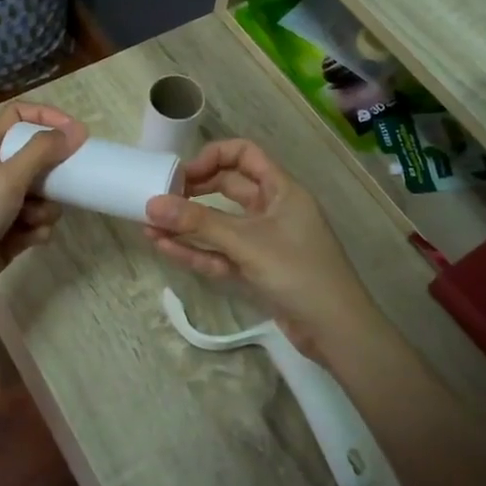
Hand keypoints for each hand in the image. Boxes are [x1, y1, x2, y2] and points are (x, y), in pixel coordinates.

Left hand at [0, 103, 86, 306]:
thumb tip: (76, 130)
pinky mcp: (9, 236)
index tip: (74, 132)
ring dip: (46, 208)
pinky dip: (37, 231)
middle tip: (68, 182)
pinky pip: (36, 225)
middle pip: (37, 159)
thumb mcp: (7, 177)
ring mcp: (2, 207)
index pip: (18, 116)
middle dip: (54, 174)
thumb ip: (42, 152)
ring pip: (42, 196)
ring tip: (32, 220)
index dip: (46, 116)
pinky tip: (29, 240)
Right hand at [144, 139, 379, 362]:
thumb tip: (151, 204)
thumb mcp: (246, 243)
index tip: (182, 175)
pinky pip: (221, 254)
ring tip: (148, 226)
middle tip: (159, 199)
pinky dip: (196, 251)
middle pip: (228, 188)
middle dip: (193, 193)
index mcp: (281, 190)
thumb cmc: (298, 272)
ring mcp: (264, 242)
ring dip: (188, 226)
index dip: (212, 157)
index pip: (244, 154)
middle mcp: (273, 210)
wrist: (336, 331)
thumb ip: (198, 223)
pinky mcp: (257, 270)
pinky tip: (165, 248)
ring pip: (220, 225)